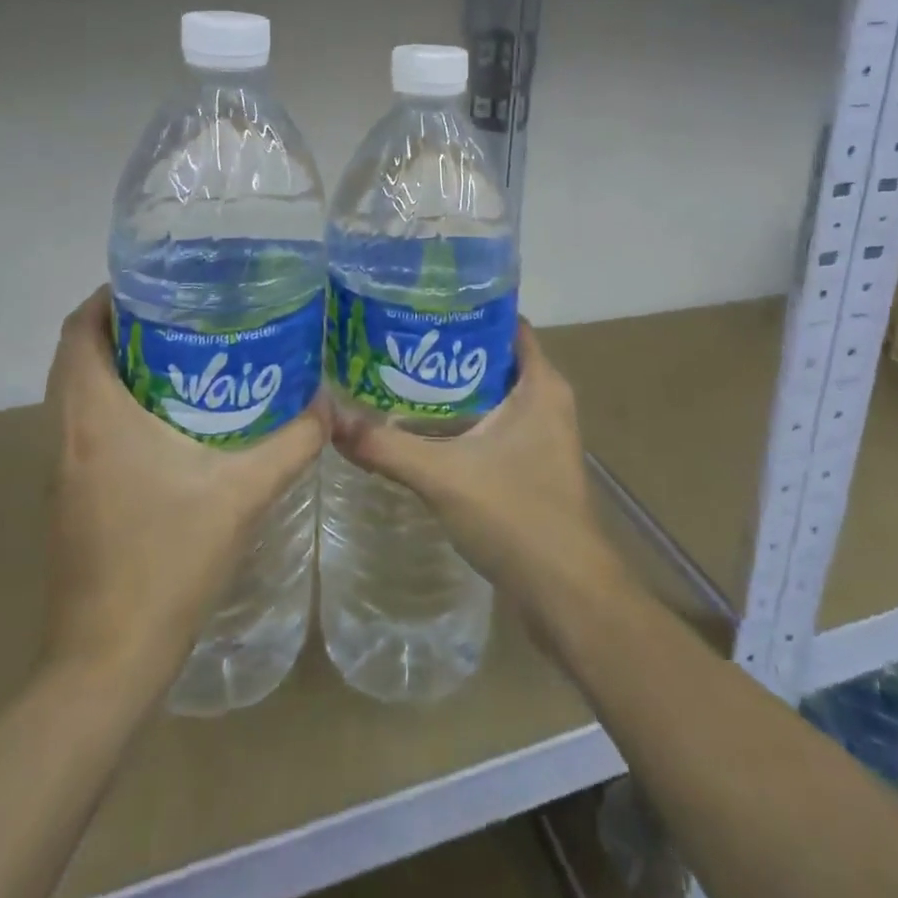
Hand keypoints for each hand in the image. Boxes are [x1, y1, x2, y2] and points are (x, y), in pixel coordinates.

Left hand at [41, 287, 324, 678]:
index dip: (107, 297)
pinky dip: (120, 404)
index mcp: (96, 418)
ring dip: (120, 366)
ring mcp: (64, 469)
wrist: (109, 660)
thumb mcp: (244, 493)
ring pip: (80, 393)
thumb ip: (292, 442)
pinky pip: (87, 427)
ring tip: (187, 353)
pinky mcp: (72, 497)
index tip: (156, 282)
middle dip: (123, 326)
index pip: (78, 331)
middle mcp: (68, 434)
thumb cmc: (167, 560)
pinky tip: (176, 418)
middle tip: (185, 312)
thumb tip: (328, 403)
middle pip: (77, 356)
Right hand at [325, 321, 612, 607]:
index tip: (422, 304)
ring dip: (454, 387)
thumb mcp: (443, 476)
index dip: (468, 308)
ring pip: (493, 394)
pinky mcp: (534, 465)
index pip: (506, 323)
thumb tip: (331, 420)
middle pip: (494, 356)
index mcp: (540, 384)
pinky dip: (464, 420)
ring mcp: (544, 434)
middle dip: (449, 348)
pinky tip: (424, 428)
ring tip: (400, 377)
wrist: (567, 593)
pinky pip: (495, 425)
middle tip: (397, 341)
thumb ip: (386, 447)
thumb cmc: (516, 516)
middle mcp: (547, 400)